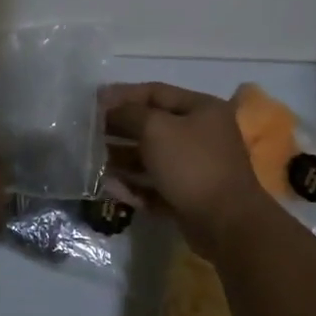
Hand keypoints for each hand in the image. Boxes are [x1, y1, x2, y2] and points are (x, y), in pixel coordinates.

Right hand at [100, 82, 273, 257]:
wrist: (225, 222)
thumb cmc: (191, 165)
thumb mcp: (155, 129)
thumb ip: (128, 113)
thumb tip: (109, 108)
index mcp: (201, 109)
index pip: (156, 92)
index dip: (123, 95)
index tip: (93, 102)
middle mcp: (201, 134)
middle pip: (152, 126)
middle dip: (120, 129)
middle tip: (89, 134)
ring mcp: (196, 167)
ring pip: (152, 158)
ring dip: (122, 159)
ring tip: (94, 163)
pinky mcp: (189, 196)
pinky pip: (156, 185)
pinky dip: (135, 186)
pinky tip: (111, 189)